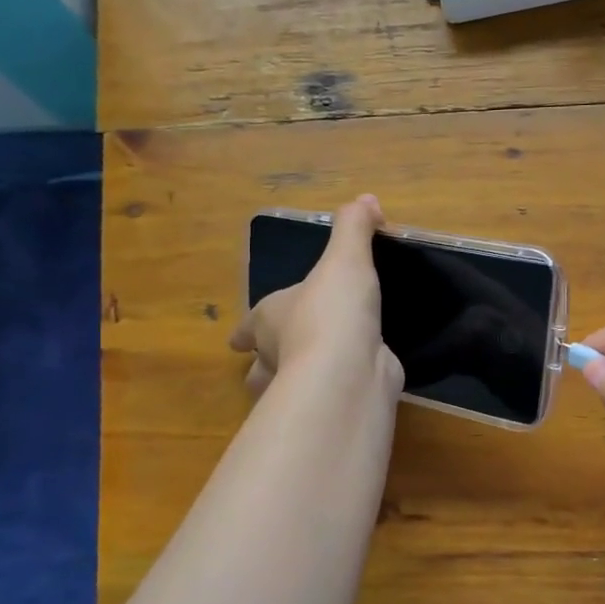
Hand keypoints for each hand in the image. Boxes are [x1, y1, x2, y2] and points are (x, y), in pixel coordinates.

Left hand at [230, 196, 402, 399]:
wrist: (349, 368)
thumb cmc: (332, 309)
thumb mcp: (345, 257)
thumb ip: (353, 227)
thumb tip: (367, 200)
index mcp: (268, 320)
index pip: (248, 328)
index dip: (244, 332)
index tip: (237, 341)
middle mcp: (276, 356)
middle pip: (258, 366)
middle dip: (263, 364)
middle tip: (276, 359)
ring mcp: (300, 386)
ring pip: (285, 388)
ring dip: (292, 383)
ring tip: (313, 374)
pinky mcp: (330, 403)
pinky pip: (326, 396)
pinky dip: (334, 390)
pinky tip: (351, 382)